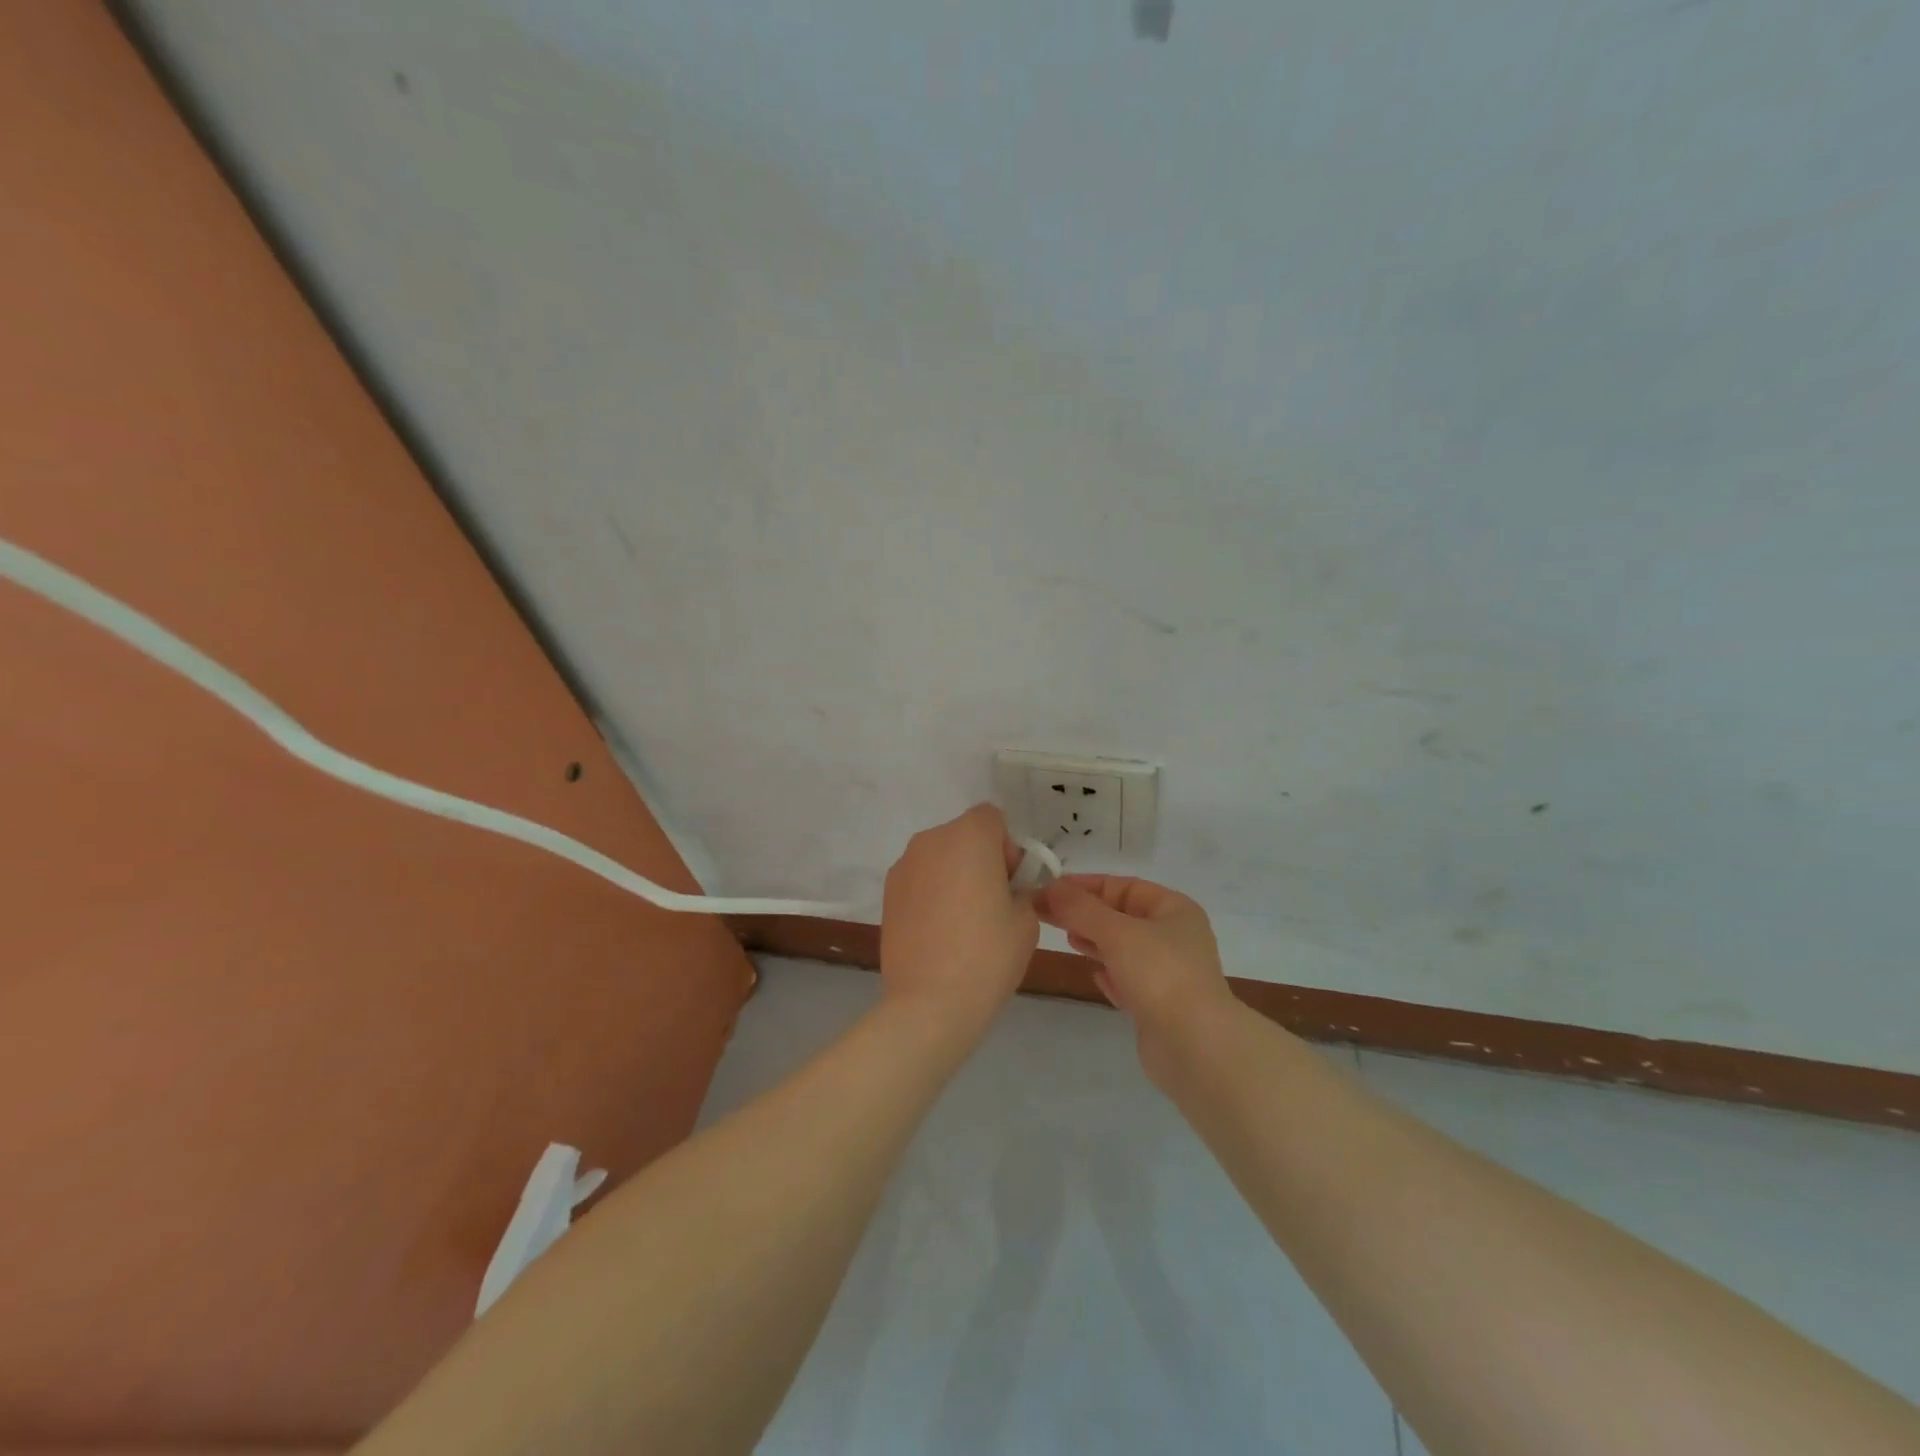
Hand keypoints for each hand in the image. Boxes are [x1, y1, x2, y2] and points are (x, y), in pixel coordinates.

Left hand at [880, 805, 1039, 1028]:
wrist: (930, 1002)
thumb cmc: (988, 954)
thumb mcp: (1026, 919)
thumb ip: (1020, 888)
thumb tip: (1004, 888)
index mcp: (968, 836)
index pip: (992, 818)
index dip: (1007, 847)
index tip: (1011, 884)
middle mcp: (931, 840)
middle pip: (964, 835)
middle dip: (980, 859)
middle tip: (991, 904)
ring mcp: (903, 866)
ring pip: (939, 857)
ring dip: (954, 875)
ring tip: (962, 923)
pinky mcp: (887, 893)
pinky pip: (920, 880)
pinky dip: (932, 894)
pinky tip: (938, 933)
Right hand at [1037, 875, 1235, 1084]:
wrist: (1196, 1047)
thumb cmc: (1160, 975)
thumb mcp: (1116, 932)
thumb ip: (1081, 909)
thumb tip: (1051, 887)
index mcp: (1174, 909)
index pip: (1123, 886)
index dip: (1086, 885)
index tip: (1049, 890)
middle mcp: (1175, 937)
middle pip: (1122, 916)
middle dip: (1085, 914)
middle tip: (1046, 915)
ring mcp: (1169, 973)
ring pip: (1124, 948)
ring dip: (1095, 942)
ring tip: (1067, 940)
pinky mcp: (1160, 1005)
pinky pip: (1129, 980)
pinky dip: (1111, 975)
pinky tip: (1095, 977)